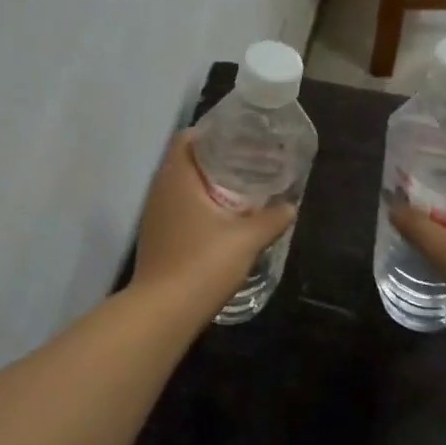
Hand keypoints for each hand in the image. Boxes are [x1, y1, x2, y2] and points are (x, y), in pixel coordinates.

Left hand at [130, 132, 296, 311]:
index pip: (186, 138)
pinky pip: (180, 209)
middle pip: (186, 162)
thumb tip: (290, 207)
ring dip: (209, 185)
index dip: (212, 133)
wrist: (164, 312)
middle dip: (217, 159)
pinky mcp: (158, 238)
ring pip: (183, 188)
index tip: (240, 137)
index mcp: (176, 178)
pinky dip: (201, 206)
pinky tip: (224, 220)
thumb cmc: (203, 263)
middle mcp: (160, 191)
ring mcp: (155, 216)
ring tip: (242, 189)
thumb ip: (271, 219)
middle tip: (250, 162)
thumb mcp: (246, 239)